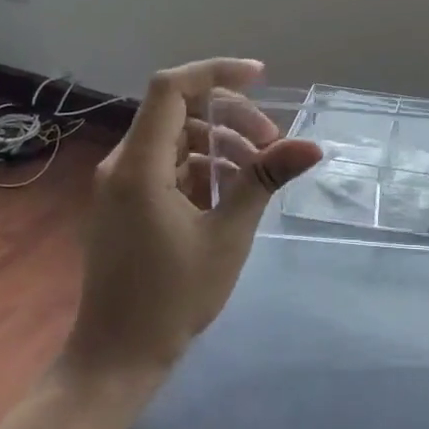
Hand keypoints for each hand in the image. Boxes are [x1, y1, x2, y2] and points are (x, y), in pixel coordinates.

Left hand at [67, 59, 322, 380]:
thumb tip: (311, 147)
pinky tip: (231, 191)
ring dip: (220, 143)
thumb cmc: (172, 296)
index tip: (261, 77)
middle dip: (230, 116)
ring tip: (258, 171)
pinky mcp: (126, 202)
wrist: (117, 356)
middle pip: (179, 111)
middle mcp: (123, 164)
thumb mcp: (228, 235)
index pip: (171, 88)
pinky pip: (167, 165)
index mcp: (139, 165)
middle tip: (272, 143)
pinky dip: (201, 166)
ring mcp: (121, 184)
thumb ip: (264, 181)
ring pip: (176, 138)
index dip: (216, 72)